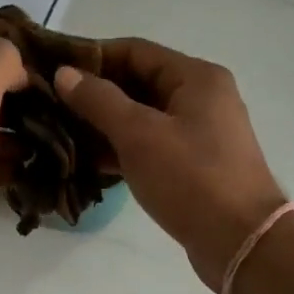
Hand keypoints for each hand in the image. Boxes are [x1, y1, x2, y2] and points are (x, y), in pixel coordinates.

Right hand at [55, 39, 286, 291]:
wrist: (242, 242)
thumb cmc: (191, 179)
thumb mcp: (139, 135)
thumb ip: (99, 101)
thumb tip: (64, 73)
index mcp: (196, 77)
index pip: (135, 51)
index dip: (92, 56)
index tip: (52, 69)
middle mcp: (202, 98)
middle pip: (139, 82)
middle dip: (95, 93)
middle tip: (51, 104)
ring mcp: (200, 134)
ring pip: (143, 117)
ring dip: (105, 124)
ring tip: (61, 132)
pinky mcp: (194, 166)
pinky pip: (151, 145)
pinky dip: (122, 149)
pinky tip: (89, 161)